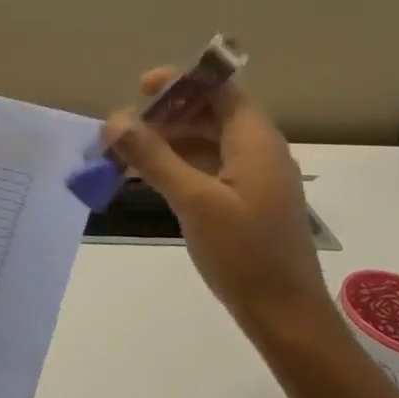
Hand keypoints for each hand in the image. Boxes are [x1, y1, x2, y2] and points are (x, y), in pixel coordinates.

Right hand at [106, 68, 334, 338]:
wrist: (284, 315)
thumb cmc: (244, 253)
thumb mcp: (194, 201)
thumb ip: (154, 157)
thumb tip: (115, 119)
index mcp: (255, 141)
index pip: (220, 89)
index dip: (181, 81)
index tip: (139, 90)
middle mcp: (256, 151)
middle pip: (208, 114)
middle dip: (163, 116)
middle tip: (119, 131)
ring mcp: (250, 178)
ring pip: (203, 142)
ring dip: (164, 143)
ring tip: (121, 156)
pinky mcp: (241, 202)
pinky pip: (204, 169)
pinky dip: (174, 167)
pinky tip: (142, 179)